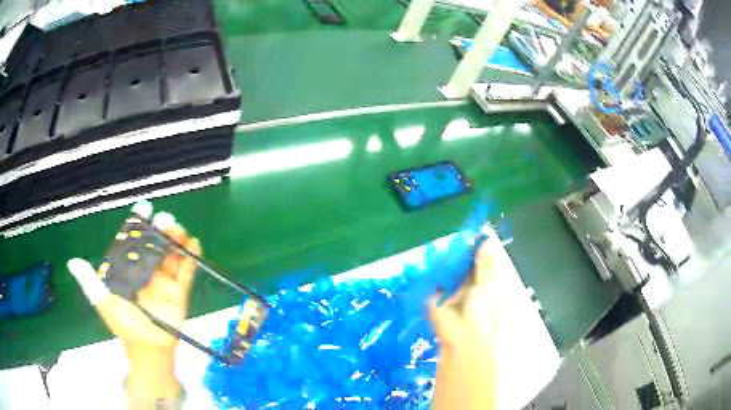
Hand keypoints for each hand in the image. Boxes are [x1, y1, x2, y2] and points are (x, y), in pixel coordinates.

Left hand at [67, 215, 199, 400]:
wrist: (149, 349)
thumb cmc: (125, 326)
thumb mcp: (105, 303)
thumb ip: (91, 283)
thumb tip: (72, 262)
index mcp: (128, 269)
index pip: (132, 242)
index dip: (137, 225)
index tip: (144, 209)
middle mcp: (145, 270)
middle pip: (153, 245)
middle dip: (160, 230)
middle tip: (166, 220)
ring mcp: (163, 280)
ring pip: (170, 254)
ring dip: (176, 241)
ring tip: (179, 231)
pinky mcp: (179, 291)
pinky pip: (186, 272)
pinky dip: (191, 258)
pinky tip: (194, 244)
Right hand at [428, 239, 499, 409]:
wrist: (461, 342)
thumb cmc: (481, 316)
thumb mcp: (485, 287)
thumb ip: (484, 265)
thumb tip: (488, 240)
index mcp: (483, 285)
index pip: (479, 263)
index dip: (477, 249)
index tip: (473, 231)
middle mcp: (467, 287)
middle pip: (463, 265)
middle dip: (460, 252)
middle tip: (457, 232)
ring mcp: (450, 292)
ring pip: (448, 271)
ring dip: (447, 260)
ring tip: (446, 241)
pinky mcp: (434, 298)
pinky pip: (434, 280)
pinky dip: (434, 270)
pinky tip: (433, 256)